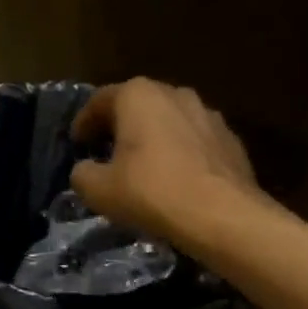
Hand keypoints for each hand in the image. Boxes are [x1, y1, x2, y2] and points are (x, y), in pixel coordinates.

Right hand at [69, 78, 264, 244]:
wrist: (222, 215)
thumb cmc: (151, 192)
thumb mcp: (98, 190)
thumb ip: (82, 173)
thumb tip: (86, 170)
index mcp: (138, 95)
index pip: (100, 100)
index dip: (84, 123)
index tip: (77, 143)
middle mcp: (175, 93)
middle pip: (138, 105)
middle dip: (120, 126)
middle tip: (106, 151)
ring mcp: (208, 114)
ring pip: (169, 121)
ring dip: (153, 138)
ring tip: (142, 165)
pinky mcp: (230, 139)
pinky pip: (194, 141)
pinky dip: (179, 153)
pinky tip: (175, 178)